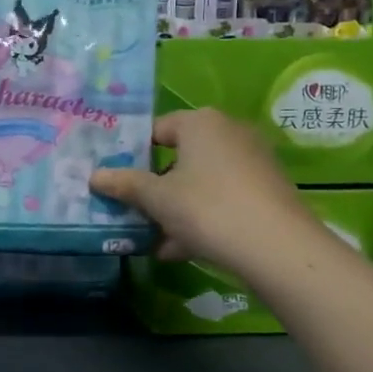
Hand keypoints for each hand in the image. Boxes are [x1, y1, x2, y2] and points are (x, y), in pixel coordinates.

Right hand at [90, 109, 322, 273]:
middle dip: (156, 187)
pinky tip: (181, 249)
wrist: (278, 248)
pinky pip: (223, 198)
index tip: (118, 181)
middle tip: (134, 210)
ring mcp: (253, 161)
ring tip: (154, 238)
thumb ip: (125, 185)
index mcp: (201, 122)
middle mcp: (229, 132)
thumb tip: (94, 176)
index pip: (156, 129)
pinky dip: (202, 218)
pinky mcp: (267, 190)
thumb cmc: (207, 209)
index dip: (133, 155)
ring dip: (176, 208)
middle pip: (180, 157)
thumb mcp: (157, 199)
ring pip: (201, 182)